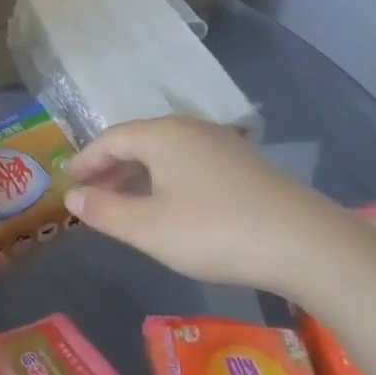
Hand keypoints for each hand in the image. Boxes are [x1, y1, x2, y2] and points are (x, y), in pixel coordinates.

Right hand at [62, 115, 362, 293]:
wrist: (306, 244)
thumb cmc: (213, 230)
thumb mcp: (147, 227)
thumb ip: (104, 210)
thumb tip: (73, 196)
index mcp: (161, 135)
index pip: (111, 139)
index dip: (87, 159)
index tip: (69, 179)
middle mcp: (190, 129)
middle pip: (138, 141)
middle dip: (111, 166)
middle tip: (91, 192)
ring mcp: (222, 145)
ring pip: (166, 153)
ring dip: (139, 174)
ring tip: (126, 201)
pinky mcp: (246, 166)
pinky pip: (190, 163)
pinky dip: (167, 179)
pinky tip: (170, 205)